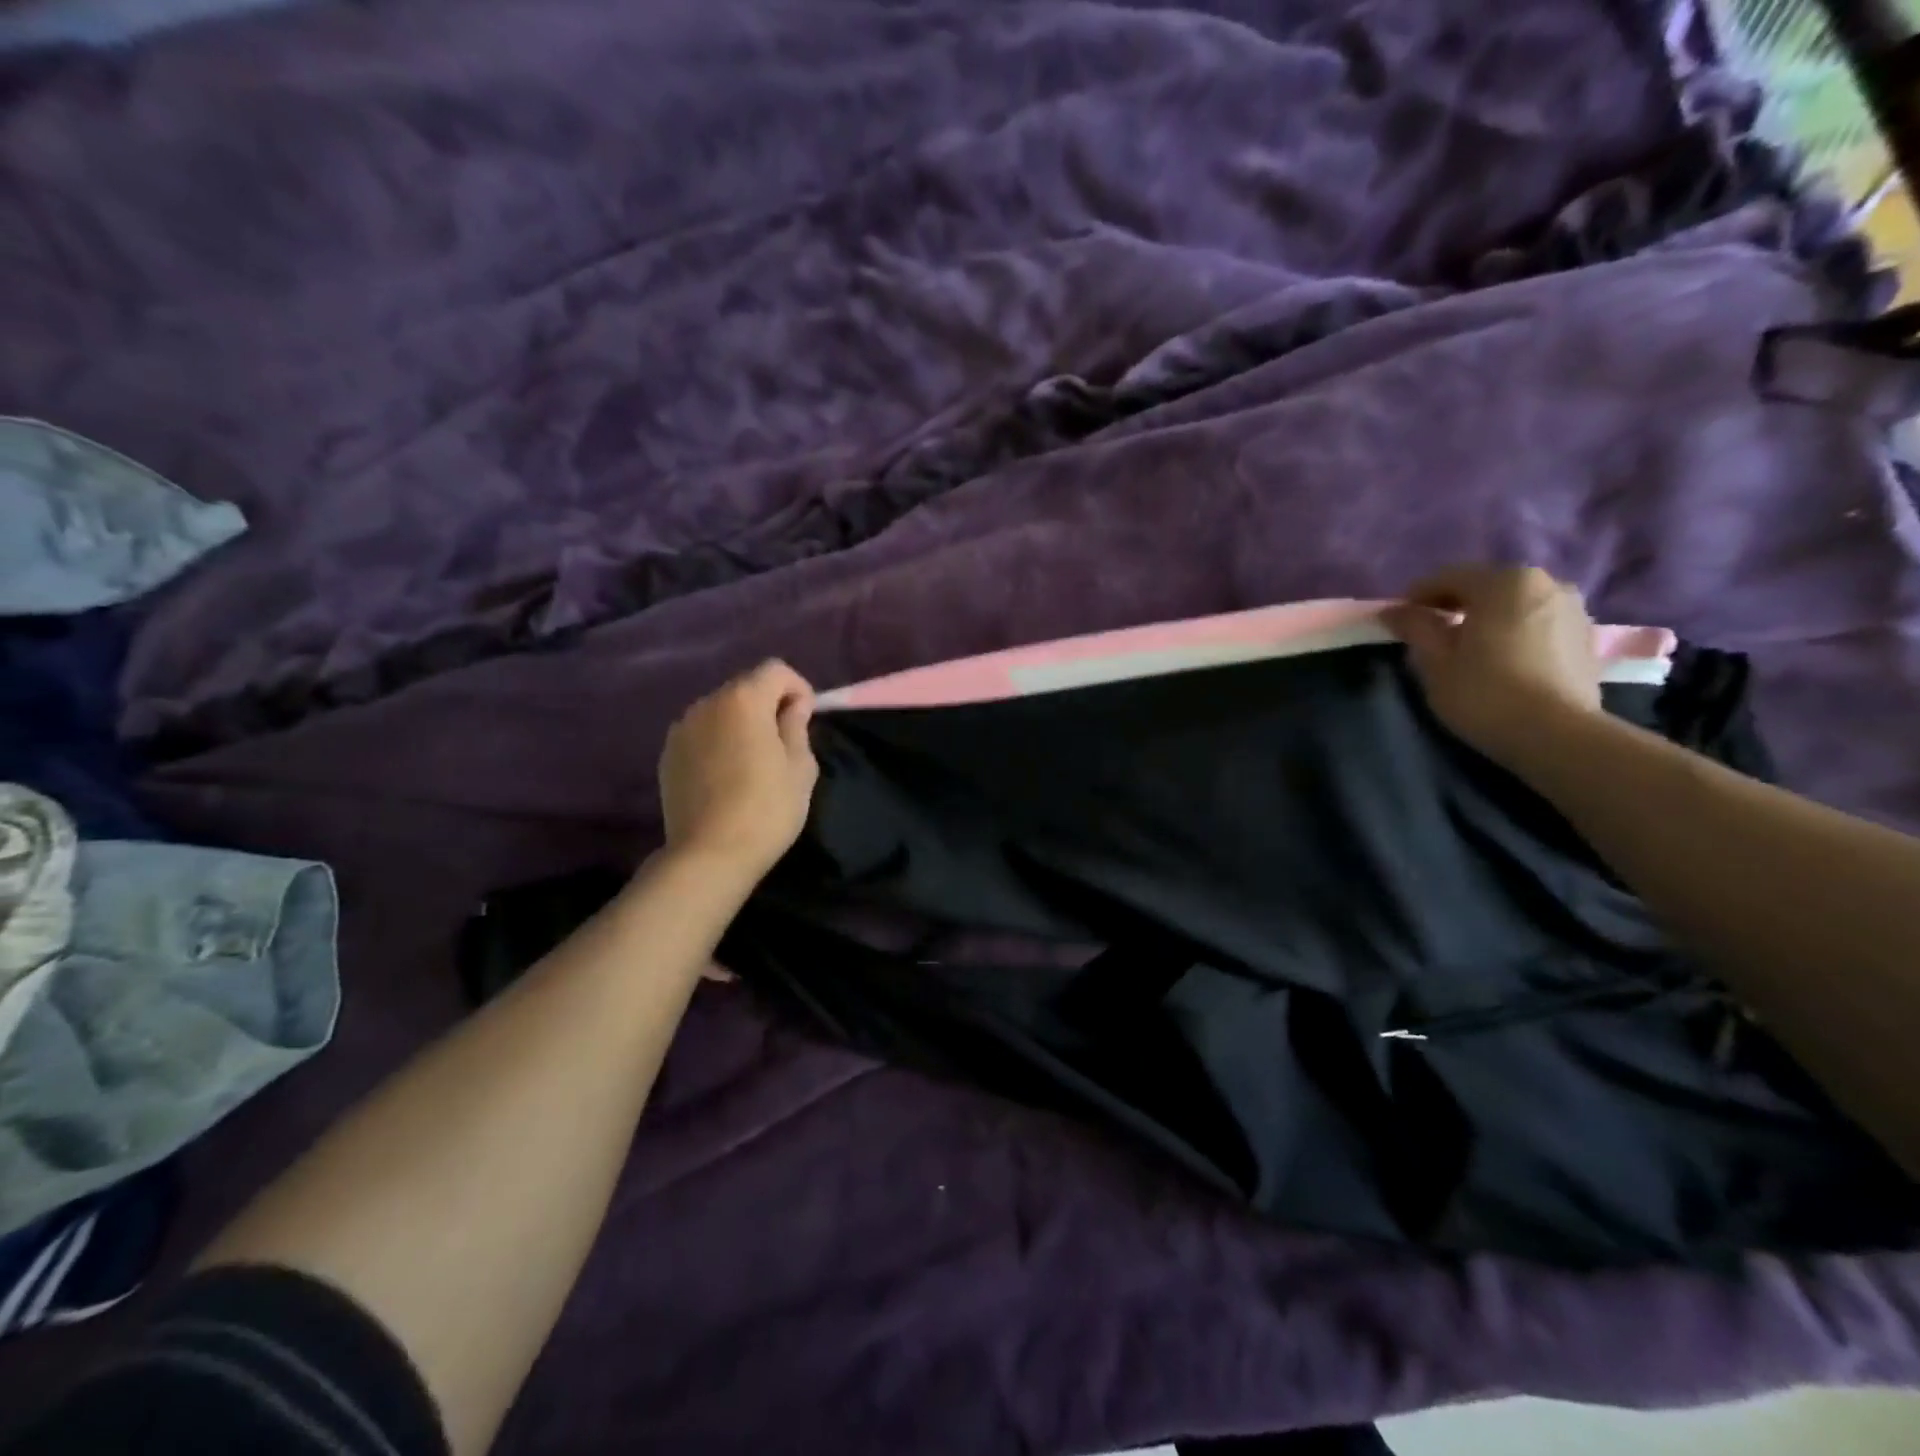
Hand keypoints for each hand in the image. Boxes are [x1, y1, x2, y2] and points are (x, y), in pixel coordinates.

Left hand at [658, 660, 819, 880]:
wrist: (709, 855)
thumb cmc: (766, 809)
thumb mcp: (800, 767)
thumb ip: (797, 726)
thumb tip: (792, 707)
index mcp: (743, 700)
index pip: (776, 670)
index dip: (798, 688)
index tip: (807, 719)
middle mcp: (707, 704)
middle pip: (745, 687)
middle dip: (768, 705)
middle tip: (783, 742)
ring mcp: (681, 729)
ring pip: (721, 711)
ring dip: (741, 723)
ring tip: (753, 761)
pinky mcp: (667, 755)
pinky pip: (701, 734)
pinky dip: (718, 742)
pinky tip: (727, 776)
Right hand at [1382, 565, 1603, 767]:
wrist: (1557, 735)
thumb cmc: (1484, 693)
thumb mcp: (1435, 661)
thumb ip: (1415, 628)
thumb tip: (1396, 610)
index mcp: (1503, 582)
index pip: (1449, 577)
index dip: (1418, 595)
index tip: (1399, 618)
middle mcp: (1544, 582)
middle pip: (1486, 585)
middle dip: (1455, 603)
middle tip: (1431, 630)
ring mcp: (1572, 607)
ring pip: (1515, 603)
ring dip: (1488, 616)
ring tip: (1467, 644)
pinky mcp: (1585, 635)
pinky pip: (1537, 621)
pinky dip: (1514, 630)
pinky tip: (1501, 656)